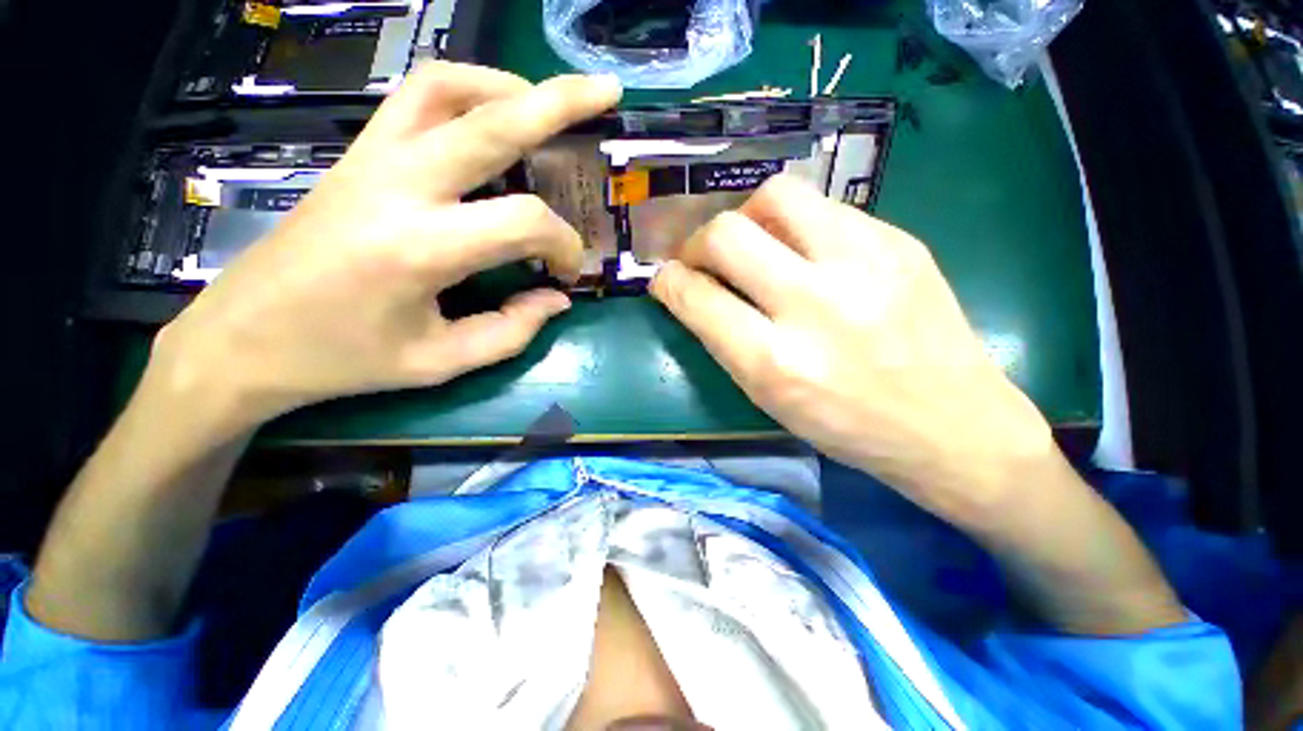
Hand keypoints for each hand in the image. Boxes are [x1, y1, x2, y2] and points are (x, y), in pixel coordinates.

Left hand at [148, 63, 621, 438]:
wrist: (241, 340)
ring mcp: (369, 159)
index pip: (524, 222)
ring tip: (545, 105)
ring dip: (506, 86)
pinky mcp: (355, 155)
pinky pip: (414, 99)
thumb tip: (556, 299)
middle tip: (606, 91)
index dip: (563, 245)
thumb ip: (511, 331)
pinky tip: (490, 117)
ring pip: (446, 87)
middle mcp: (396, 186)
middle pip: (491, 121)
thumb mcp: (440, 361)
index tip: (567, 273)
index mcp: (420, 248)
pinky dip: (464, 92)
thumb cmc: (343, 359)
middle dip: (559, 101)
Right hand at [651, 175, 1053, 522]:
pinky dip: (794, 225)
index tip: (664, 279)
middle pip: (726, 234)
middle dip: (697, 242)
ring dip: (746, 218)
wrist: (954, 425)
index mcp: (776, 363)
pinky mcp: (899, 241)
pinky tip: (803, 250)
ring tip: (753, 245)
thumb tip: (692, 292)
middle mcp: (815, 305)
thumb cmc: (849, 427)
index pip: (696, 298)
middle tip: (703, 259)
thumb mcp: (769, 398)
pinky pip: (823, 207)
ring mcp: (865, 263)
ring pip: (775, 195)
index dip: (667, 282)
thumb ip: (724, 340)